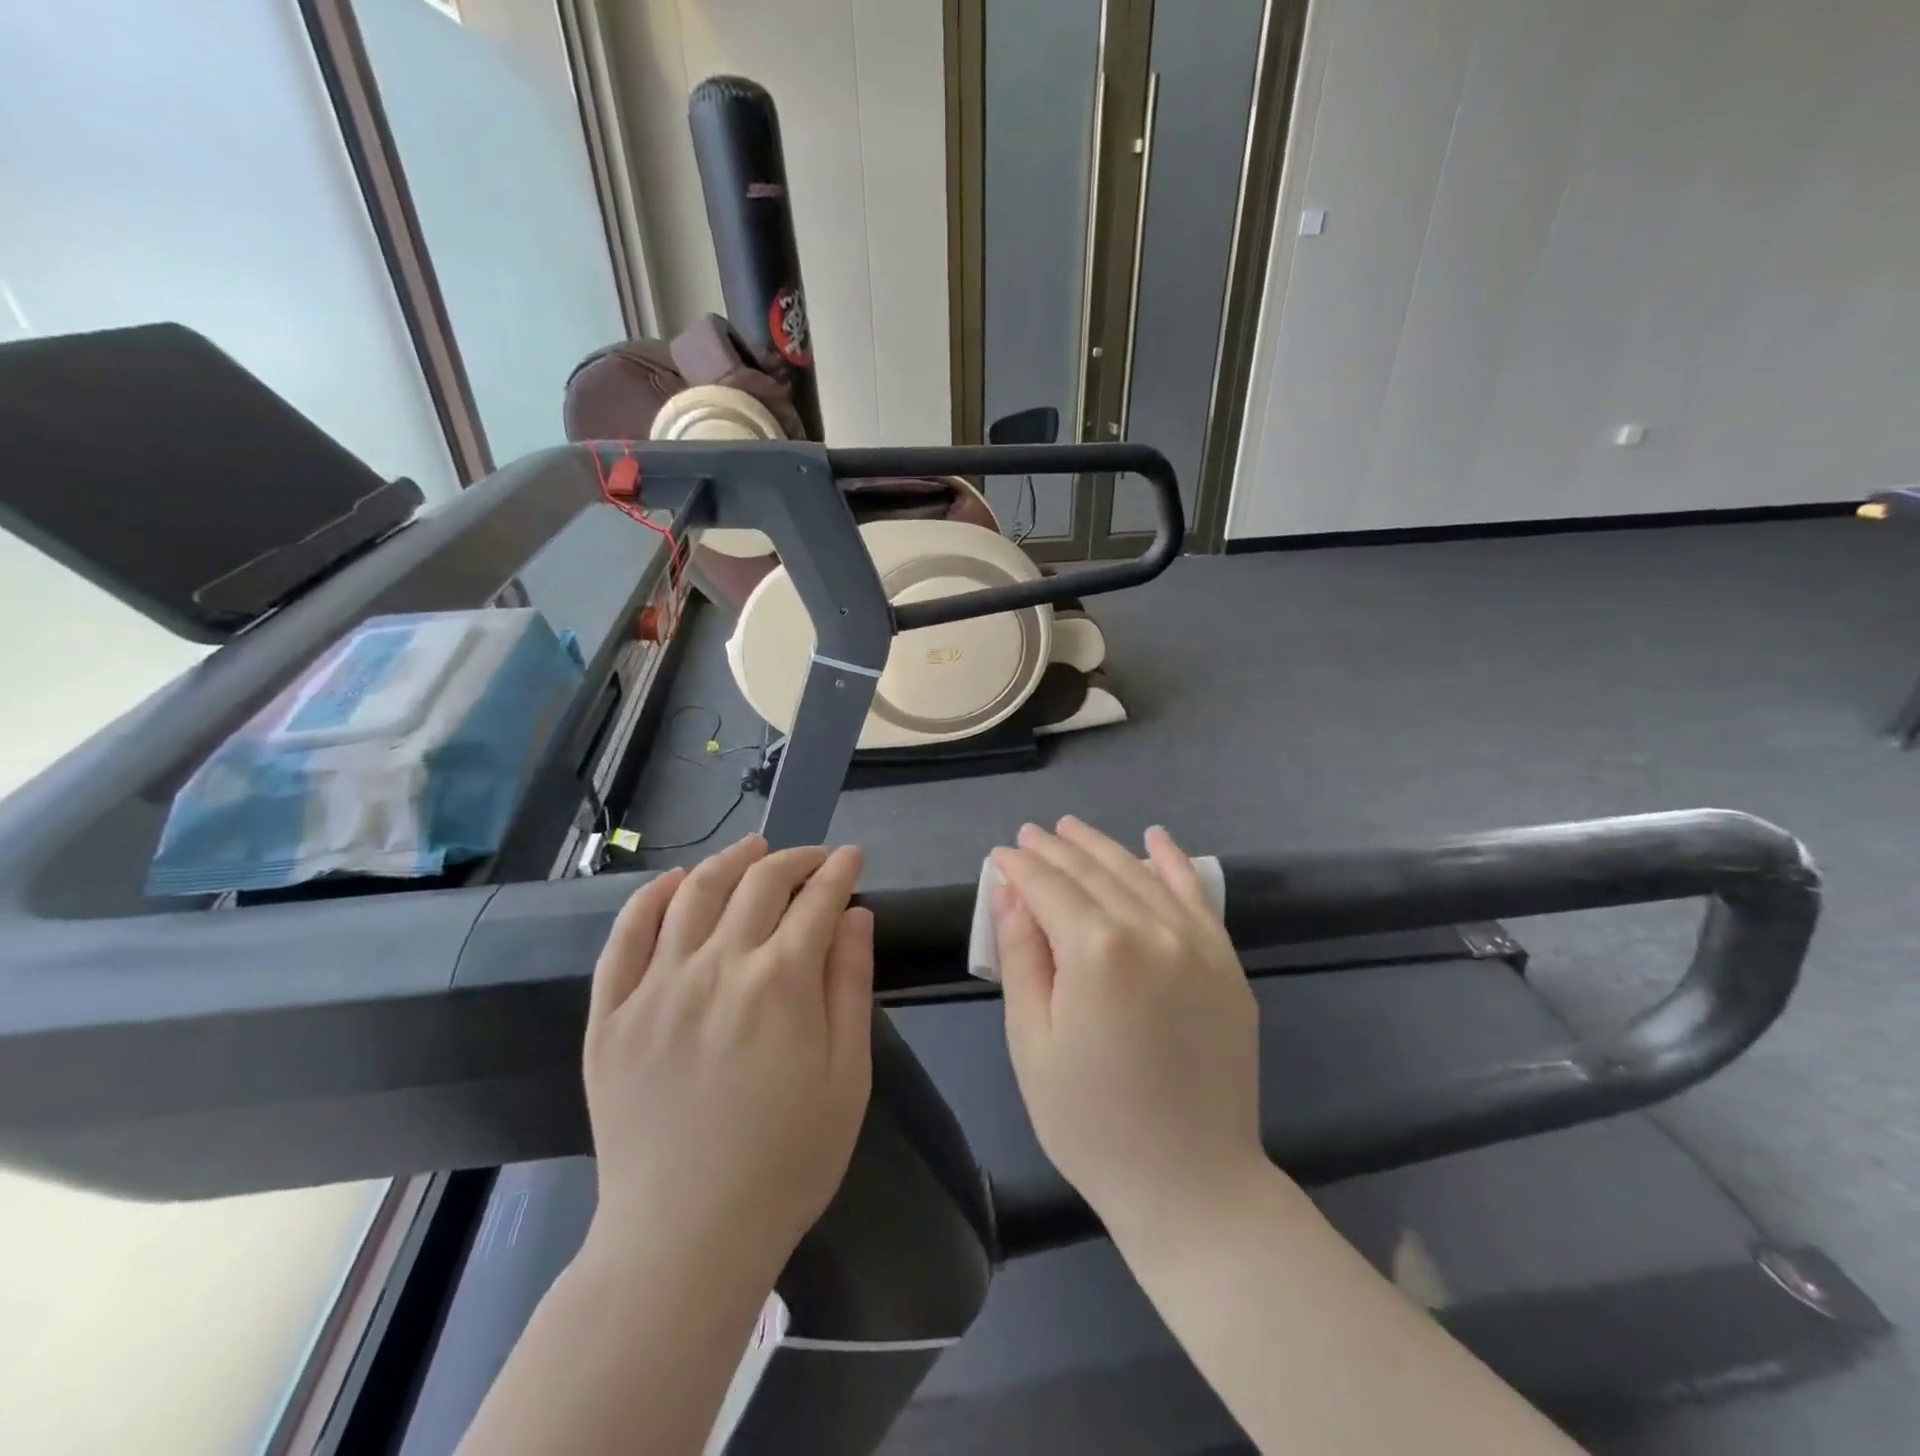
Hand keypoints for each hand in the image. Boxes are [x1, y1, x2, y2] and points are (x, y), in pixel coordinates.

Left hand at [581, 835, 873, 1281]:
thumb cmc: (786, 1162)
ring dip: (729, 860)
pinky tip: (672, 883)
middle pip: (758, 883)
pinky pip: (625, 936)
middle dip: (794, 858)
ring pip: (693, 893)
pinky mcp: (610, 1015)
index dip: (840, 871)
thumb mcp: (847, 1077)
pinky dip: (649, 898)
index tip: (852, 858)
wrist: (684, 1240)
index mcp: (781, 983)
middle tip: (812, 858)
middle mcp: (717, 967)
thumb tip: (854, 915)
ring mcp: (656, 987)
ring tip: (751, 849)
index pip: (817, 900)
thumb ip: (850, 985)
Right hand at [991, 817, 1264, 1242]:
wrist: (1192, 1184)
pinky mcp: (1226, 963)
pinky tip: (1155, 838)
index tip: (1000, 853)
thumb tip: (1011, 893)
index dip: (1020, 867)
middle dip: (1056, 850)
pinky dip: (1173, 863)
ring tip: (1072, 828)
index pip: (1049, 888)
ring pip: (1140, 874)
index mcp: (1097, 951)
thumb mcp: (1033, 1043)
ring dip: (1102, 847)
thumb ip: (1022, 957)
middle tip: (1030, 835)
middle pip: (1093, 873)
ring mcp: (1196, 944)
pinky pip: (1196, 897)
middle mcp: (1151, 930)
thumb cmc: (1091, 1122)